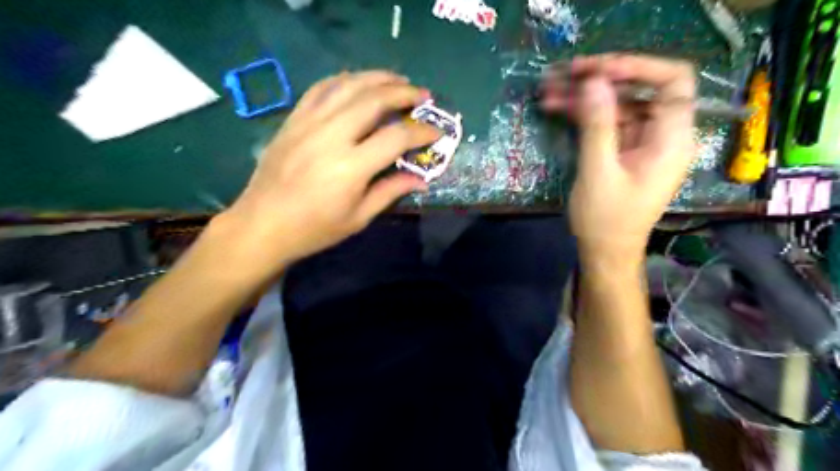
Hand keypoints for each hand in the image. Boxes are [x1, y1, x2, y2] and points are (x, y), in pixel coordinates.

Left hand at [216, 73, 439, 273]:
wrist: (262, 224)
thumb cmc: (314, 228)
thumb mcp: (358, 218)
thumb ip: (390, 191)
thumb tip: (421, 178)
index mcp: (351, 167)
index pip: (396, 137)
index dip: (421, 132)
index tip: (436, 132)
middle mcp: (331, 136)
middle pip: (374, 100)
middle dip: (404, 93)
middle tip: (422, 96)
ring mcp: (309, 123)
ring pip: (348, 86)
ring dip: (377, 78)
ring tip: (398, 79)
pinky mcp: (293, 120)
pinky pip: (321, 88)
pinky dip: (345, 80)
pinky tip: (358, 82)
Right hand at [546, 55, 696, 260]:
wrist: (605, 252)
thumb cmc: (606, 220)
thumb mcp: (599, 173)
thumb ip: (598, 126)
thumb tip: (593, 83)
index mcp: (671, 140)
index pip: (672, 82)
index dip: (638, 67)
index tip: (597, 70)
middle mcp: (662, 135)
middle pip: (639, 91)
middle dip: (601, 80)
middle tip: (564, 74)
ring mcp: (642, 143)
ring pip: (618, 105)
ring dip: (585, 96)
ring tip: (549, 89)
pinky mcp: (624, 151)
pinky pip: (607, 123)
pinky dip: (584, 115)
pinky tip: (556, 108)